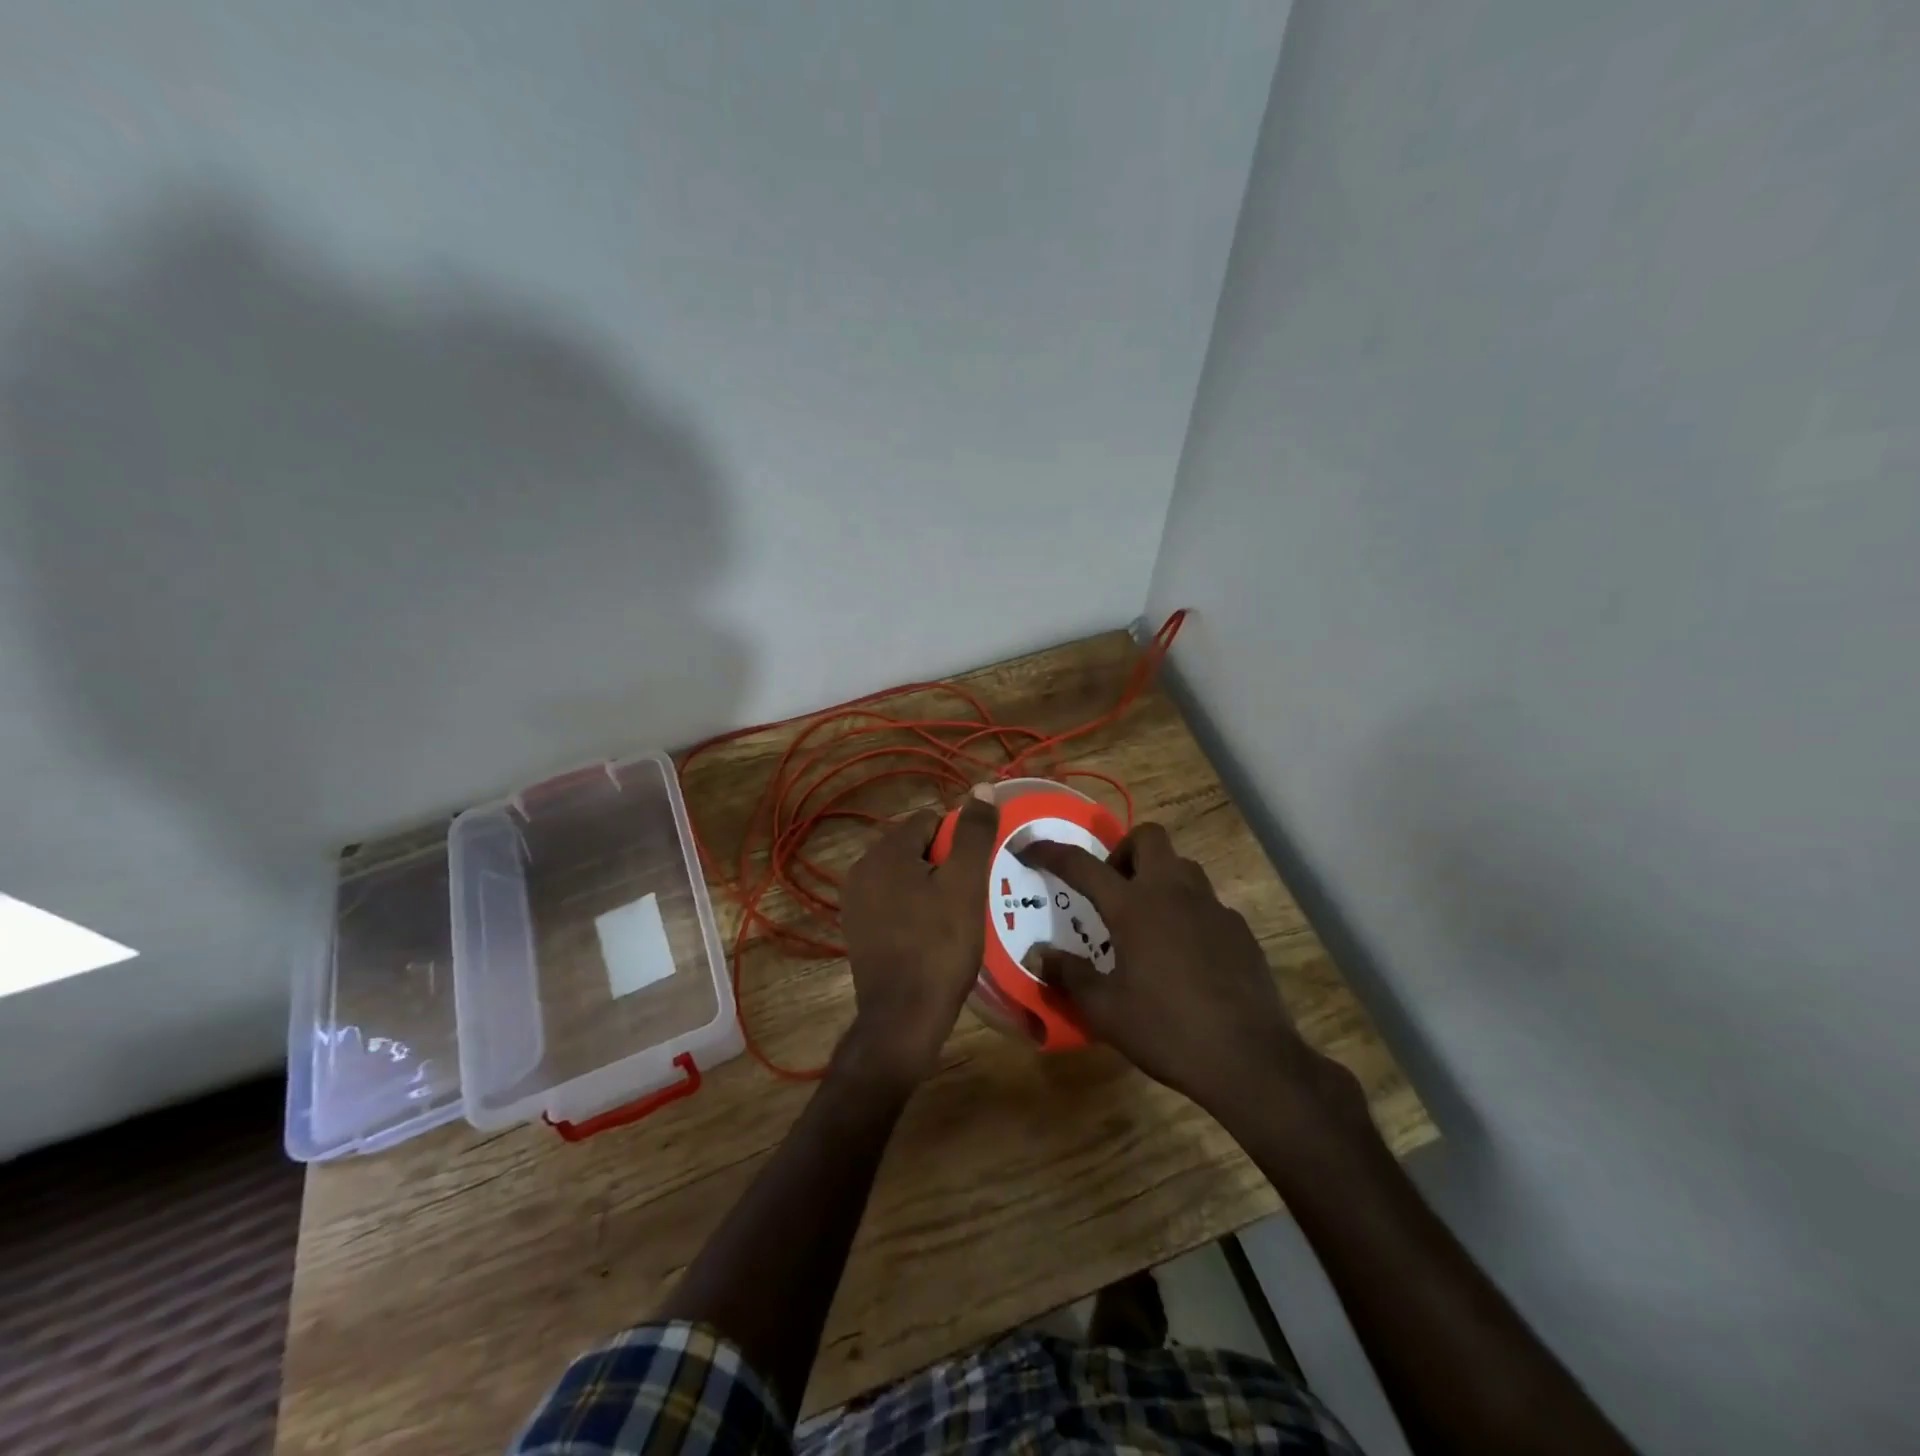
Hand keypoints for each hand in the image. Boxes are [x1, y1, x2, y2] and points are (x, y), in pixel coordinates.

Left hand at [839, 785, 998, 1087]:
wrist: (904, 1017)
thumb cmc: (940, 944)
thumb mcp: (965, 883)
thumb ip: (973, 832)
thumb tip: (981, 787)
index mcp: (884, 851)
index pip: (929, 821)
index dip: (957, 842)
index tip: (972, 875)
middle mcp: (861, 869)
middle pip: (914, 847)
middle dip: (942, 864)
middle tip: (966, 898)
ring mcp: (854, 902)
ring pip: (903, 877)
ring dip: (928, 888)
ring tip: (952, 919)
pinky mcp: (856, 930)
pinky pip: (891, 903)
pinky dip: (912, 910)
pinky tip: (929, 937)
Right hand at [1017, 823, 1353, 1128]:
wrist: (1250, 1059)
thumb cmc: (1167, 1031)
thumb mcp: (1105, 1011)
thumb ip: (1069, 975)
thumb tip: (1040, 955)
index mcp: (1134, 907)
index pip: (1081, 865)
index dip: (1050, 853)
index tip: (1029, 848)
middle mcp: (1173, 893)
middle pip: (1148, 838)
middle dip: (1122, 851)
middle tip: (1110, 889)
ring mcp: (1212, 908)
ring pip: (1182, 866)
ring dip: (1157, 877)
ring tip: (1145, 920)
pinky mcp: (1238, 929)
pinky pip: (1206, 902)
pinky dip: (1186, 910)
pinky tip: (1182, 953)